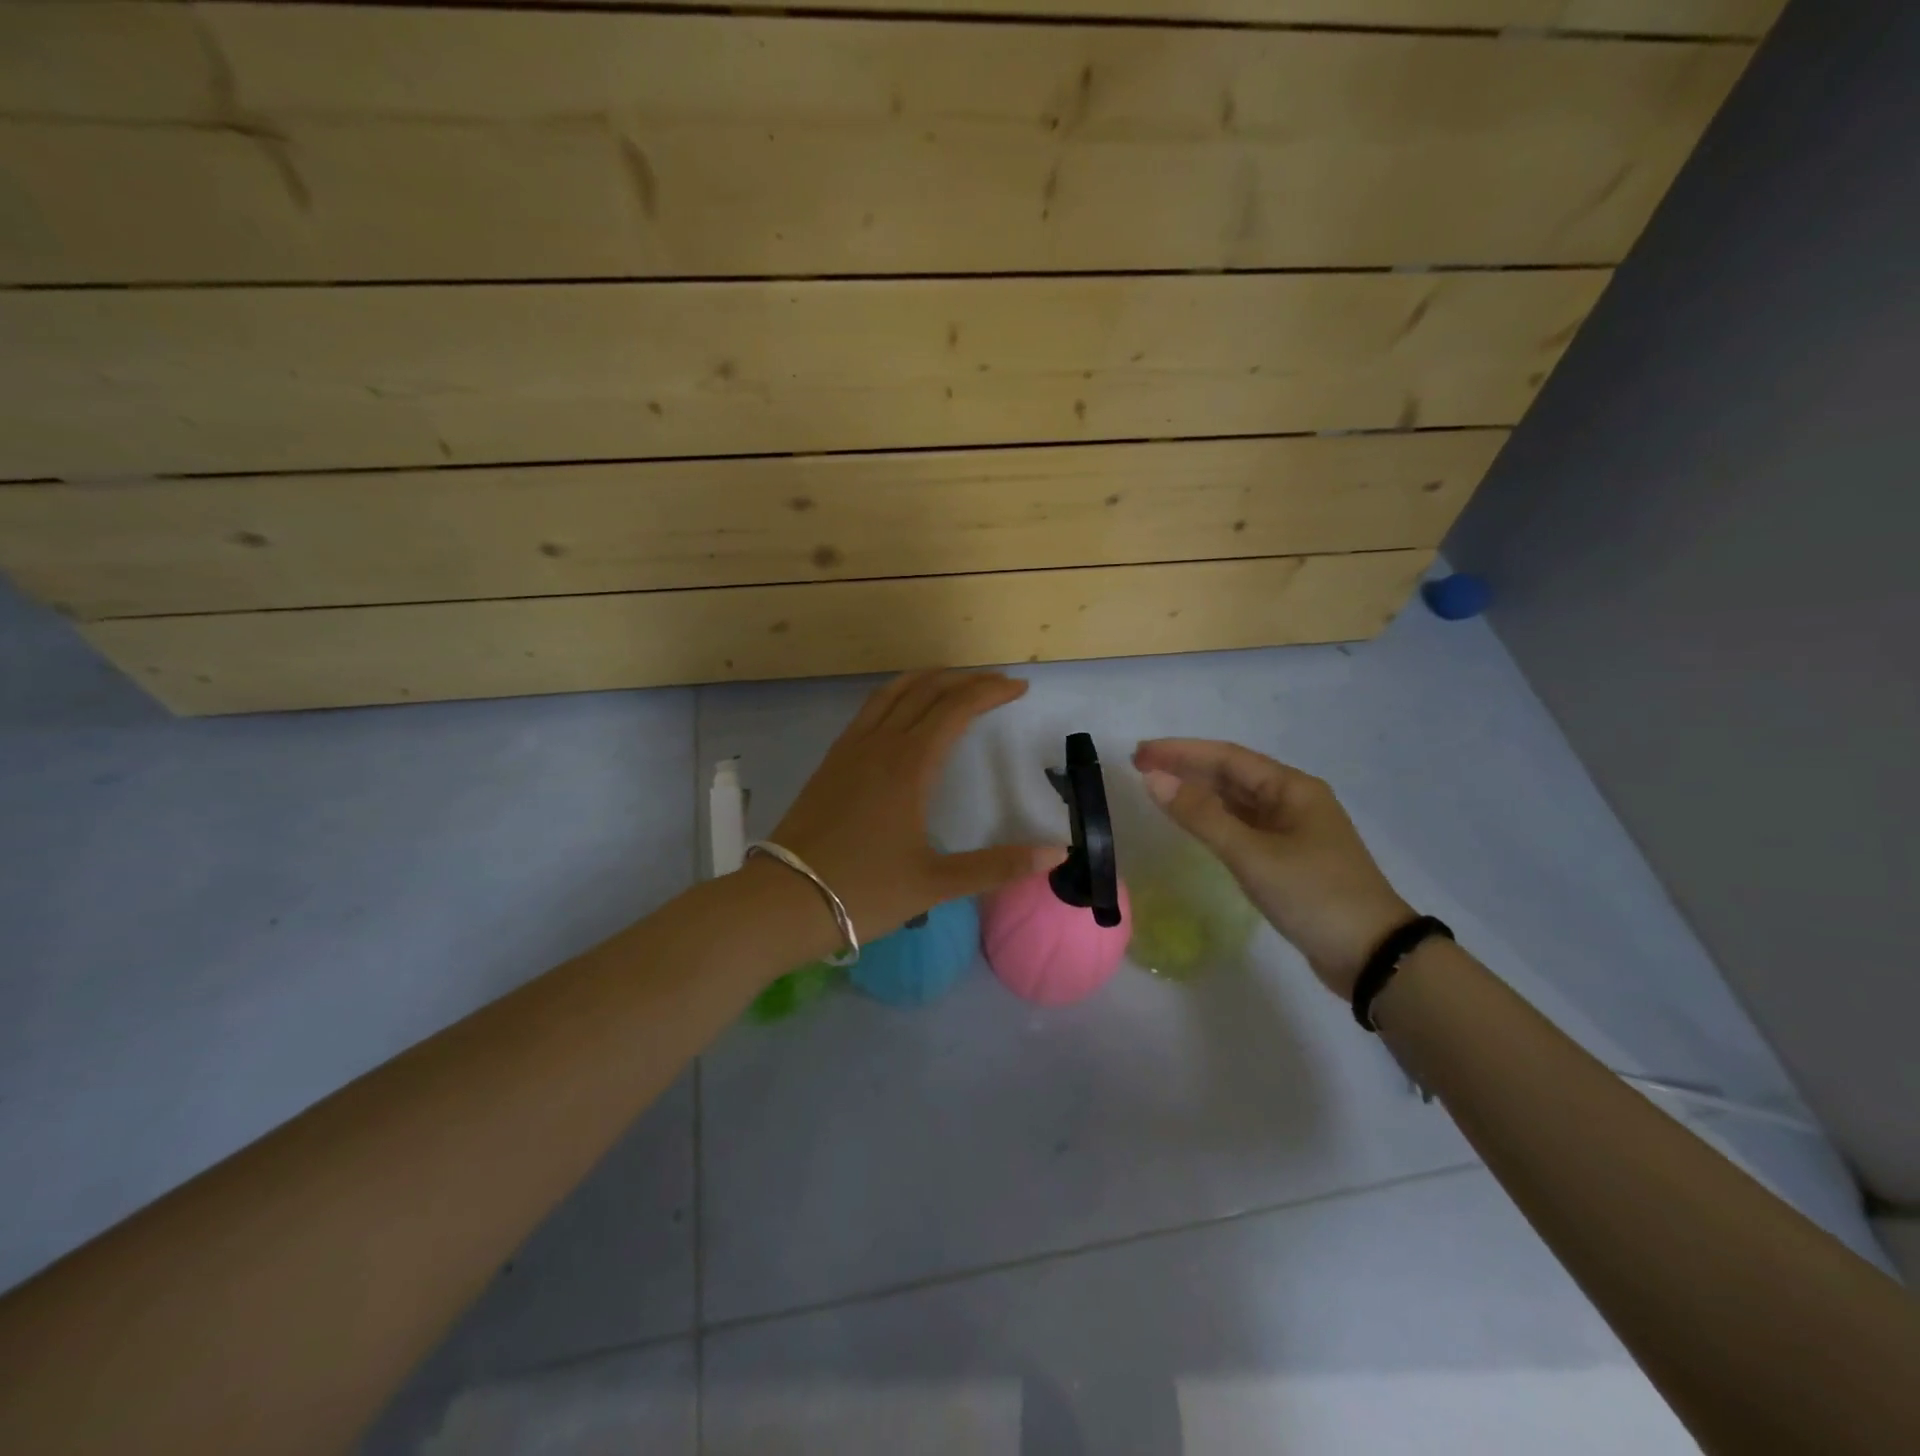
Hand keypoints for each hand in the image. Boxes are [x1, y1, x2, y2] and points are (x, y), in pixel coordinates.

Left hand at [768, 670, 1066, 942]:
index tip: (1018, 690)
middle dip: (966, 680)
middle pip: (926, 691)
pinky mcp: (830, 762)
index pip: (956, 708)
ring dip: (927, 680)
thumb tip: (1056, 851)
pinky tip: (901, 713)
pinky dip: (896, 696)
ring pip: (891, 694)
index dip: (990, 692)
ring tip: (953, 681)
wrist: (783, 900)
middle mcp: (879, 744)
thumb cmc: (862, 891)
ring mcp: (849, 750)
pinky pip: (869, 711)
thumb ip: (997, 865)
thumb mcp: (935, 884)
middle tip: (997, 683)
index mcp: (909, 765)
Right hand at [1133, 739, 1412, 997]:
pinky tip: (1192, 823)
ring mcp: (1292, 830)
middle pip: (1231, 774)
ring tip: (1157, 788)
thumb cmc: (1314, 895)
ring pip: (1236, 801)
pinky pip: (1242, 826)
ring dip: (1198, 792)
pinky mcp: (1288, 858)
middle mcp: (1293, 800)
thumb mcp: (1253, 854)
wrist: (1372, 956)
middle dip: (1186, 768)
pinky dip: (1213, 820)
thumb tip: (1154, 779)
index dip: (1181, 752)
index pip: (1227, 757)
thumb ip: (1201, 816)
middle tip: (1140, 766)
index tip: (1140, 753)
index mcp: (1292, 788)